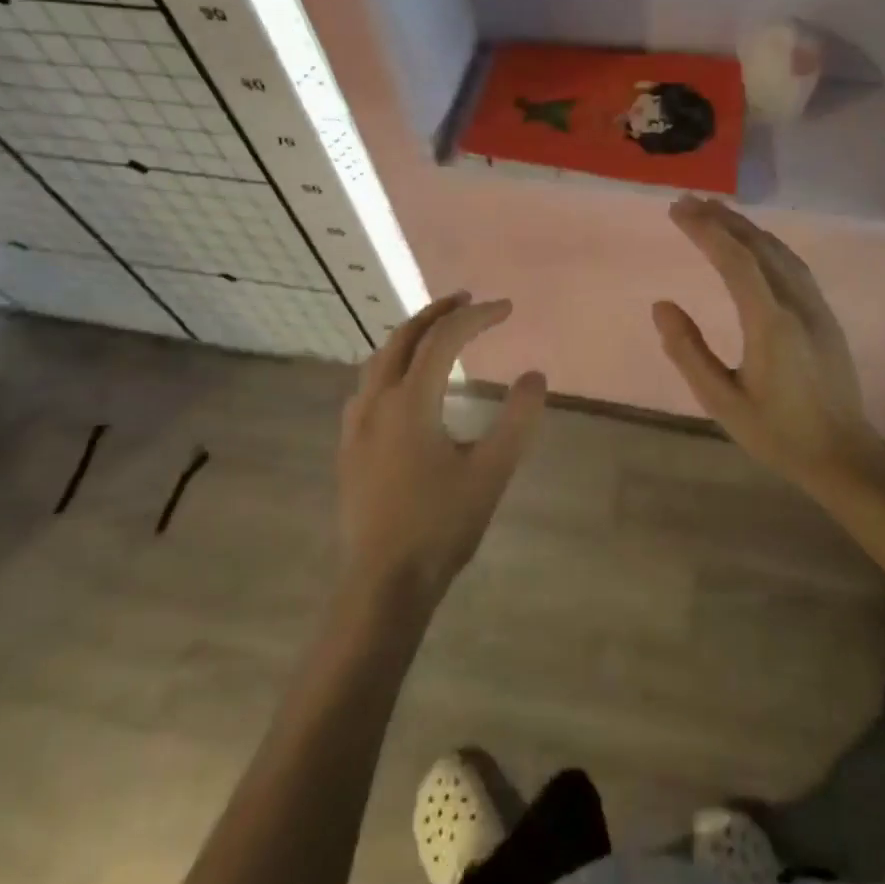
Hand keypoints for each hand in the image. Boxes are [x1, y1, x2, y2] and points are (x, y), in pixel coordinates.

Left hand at [337, 292, 545, 607]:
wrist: (383, 584)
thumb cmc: (441, 526)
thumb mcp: (491, 472)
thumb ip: (516, 420)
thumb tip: (535, 376)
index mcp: (410, 401)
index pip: (444, 339)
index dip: (477, 316)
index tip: (507, 308)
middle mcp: (377, 400)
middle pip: (405, 337)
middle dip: (438, 312)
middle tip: (467, 299)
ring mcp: (356, 423)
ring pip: (380, 358)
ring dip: (411, 335)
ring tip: (437, 330)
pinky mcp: (349, 446)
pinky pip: (368, 384)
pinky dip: (391, 364)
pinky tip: (401, 382)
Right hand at [653, 196, 884, 498]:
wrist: (844, 454)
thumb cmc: (778, 433)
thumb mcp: (722, 402)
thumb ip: (688, 352)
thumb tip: (662, 305)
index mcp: (771, 324)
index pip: (736, 261)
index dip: (706, 231)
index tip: (677, 210)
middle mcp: (796, 304)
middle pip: (758, 245)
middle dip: (721, 218)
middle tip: (686, 201)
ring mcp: (815, 306)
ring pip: (778, 249)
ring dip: (744, 225)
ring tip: (712, 211)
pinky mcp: (824, 313)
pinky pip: (792, 262)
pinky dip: (765, 241)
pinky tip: (752, 241)